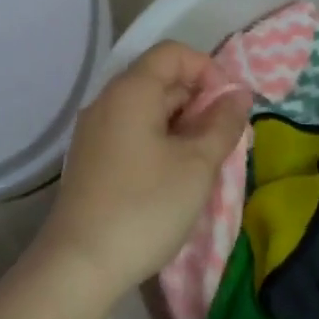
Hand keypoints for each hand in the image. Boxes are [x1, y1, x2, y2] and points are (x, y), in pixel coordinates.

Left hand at [36, 41, 251, 295]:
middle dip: (199, 101)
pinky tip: (176, 176)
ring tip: (206, 161)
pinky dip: (160, 141)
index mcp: (130, 91)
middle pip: (160, 80)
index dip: (208, 70)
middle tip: (225, 140)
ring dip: (182, 125)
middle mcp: (107, 102)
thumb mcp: (197, 165)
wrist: (80, 265)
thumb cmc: (146, 207)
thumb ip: (222, 123)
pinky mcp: (91, 159)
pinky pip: (132, 133)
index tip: (230, 106)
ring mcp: (94, 132)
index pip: (173, 53)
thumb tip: (239, 95)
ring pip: (147, 110)